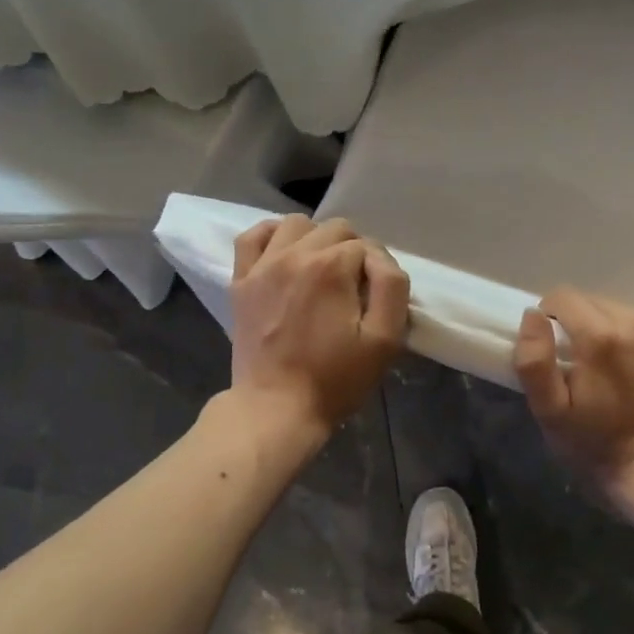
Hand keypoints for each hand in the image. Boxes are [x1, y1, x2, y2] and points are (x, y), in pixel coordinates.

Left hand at [230, 215, 409, 435]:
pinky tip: (285, 251)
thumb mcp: (384, 339)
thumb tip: (379, 259)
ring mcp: (263, 266)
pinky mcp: (241, 281)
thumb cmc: (335, 379)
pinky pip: (252, 236)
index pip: (367, 247)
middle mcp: (295, 255)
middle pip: (336, 230)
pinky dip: (272, 235)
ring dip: (316, 239)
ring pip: (297, 224)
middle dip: (352, 252)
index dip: (378, 270)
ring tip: (322, 270)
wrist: (276, 409)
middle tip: (353, 289)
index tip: (374, 300)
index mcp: (331, 267)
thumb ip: (392, 287)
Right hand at [514, 287, 633, 509]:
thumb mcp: (549, 412)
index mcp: (600, 337)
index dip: (552, 317)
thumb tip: (533, 315)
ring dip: (618, 333)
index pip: (564, 297)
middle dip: (585, 325)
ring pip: (630, 315)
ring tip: (619, 369)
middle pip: (598, 303)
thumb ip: (534, 360)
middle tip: (586, 363)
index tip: (556, 345)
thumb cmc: (596, 445)